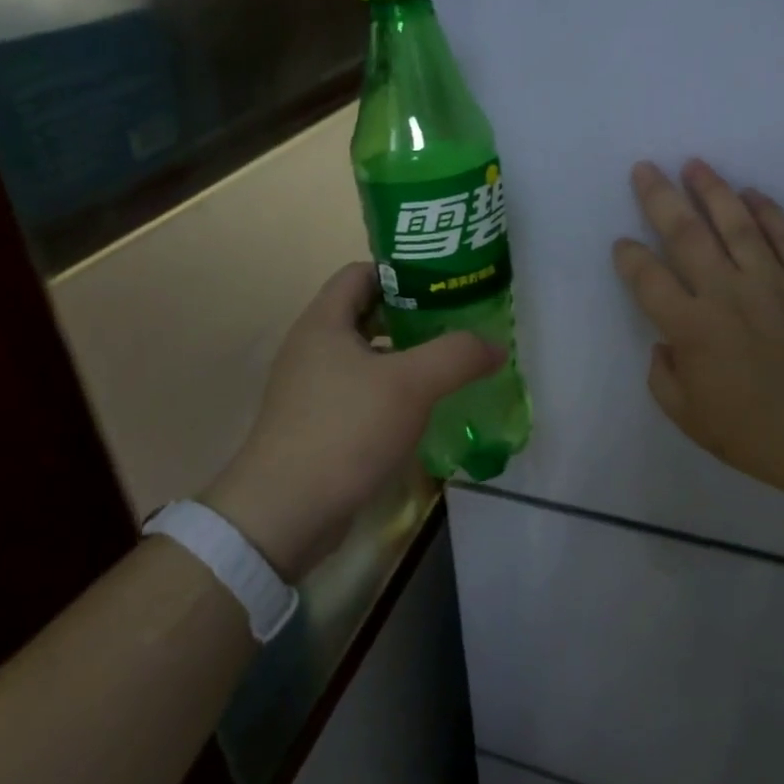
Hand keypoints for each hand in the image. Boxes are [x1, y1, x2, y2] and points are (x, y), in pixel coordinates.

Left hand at [206, 263, 502, 579]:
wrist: (286, 512)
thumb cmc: (345, 430)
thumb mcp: (411, 385)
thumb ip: (458, 355)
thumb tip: (497, 346)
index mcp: (324, 322)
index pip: (363, 272)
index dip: (404, 272)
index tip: (447, 285)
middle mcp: (313, 347)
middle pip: (367, 313)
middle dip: (414, 315)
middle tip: (459, 324)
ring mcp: (312, 388)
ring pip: (367, 355)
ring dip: (406, 356)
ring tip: (450, 364)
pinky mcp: (319, 423)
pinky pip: (362, 391)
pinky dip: (392, 390)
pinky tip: (423, 408)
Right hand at [612, 160, 783, 503]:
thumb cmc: (757, 434)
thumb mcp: (689, 419)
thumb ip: (663, 378)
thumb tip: (664, 345)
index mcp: (690, 327)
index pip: (648, 278)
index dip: (629, 256)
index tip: (622, 243)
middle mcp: (726, 292)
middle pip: (686, 234)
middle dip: (660, 198)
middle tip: (645, 168)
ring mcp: (772, 282)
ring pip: (736, 223)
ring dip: (712, 190)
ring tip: (694, 164)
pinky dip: (769, 212)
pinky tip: (753, 194)